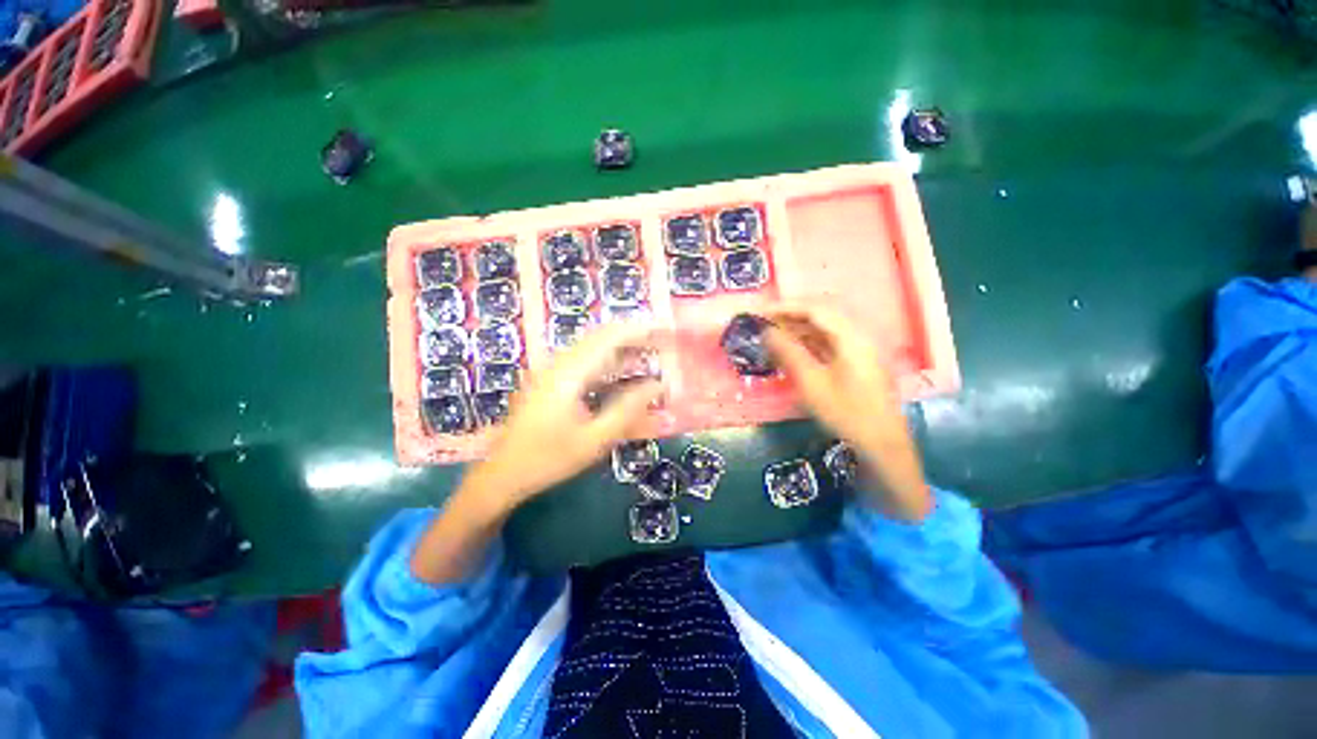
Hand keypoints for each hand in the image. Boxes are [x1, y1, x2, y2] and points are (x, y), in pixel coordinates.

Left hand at [410, 324, 664, 583]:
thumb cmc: (548, 459)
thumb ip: (628, 410)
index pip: (608, 338)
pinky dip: (608, 359)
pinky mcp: (551, 380)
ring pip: (592, 346)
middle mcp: (558, 364)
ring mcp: (552, 370)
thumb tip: (659, 385)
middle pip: (600, 337)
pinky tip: (622, 369)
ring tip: (648, 351)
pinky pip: (585, 360)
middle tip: (662, 340)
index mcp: (568, 374)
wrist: (502, 474)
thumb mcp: (594, 440)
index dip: (638, 330)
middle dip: (633, 335)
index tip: (663, 330)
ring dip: (621, 346)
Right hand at [762, 304, 931, 520]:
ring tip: (772, 336)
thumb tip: (767, 331)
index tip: (760, 313)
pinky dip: (808, 343)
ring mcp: (859, 349)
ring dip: (798, 330)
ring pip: (824, 330)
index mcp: (851, 337)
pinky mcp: (856, 362)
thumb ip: (788, 353)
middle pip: (821, 315)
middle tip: (764, 324)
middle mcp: (858, 336)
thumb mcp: (812, 383)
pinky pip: (828, 343)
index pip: (815, 308)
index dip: (786, 307)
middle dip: (790, 316)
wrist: (882, 444)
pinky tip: (792, 351)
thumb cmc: (846, 413)